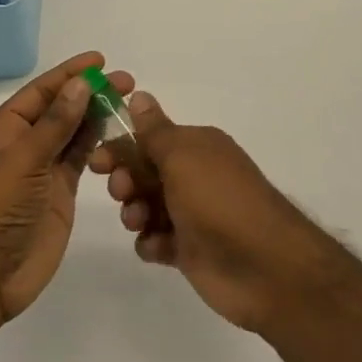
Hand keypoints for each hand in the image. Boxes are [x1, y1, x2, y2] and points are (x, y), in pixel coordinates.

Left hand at [0, 52, 130, 325]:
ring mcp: (43, 170)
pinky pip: (81, 160)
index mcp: (4, 128)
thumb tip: (81, 84)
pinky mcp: (60, 194)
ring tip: (128, 102)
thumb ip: (55, 123)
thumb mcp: (22, 159)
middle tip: (127, 82)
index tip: (100, 60)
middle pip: (61, 109)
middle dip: (90, 93)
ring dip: (98, 116)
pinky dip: (99, 146)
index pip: (41, 91)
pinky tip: (119, 135)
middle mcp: (24, 143)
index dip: (70, 74)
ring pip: (74, 133)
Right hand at [89, 93, 328, 334]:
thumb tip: (140, 94)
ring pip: (147, 206)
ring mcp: (193, 214)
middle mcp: (195, 175)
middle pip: (144, 171)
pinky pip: (158, 240)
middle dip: (125, 180)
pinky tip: (157, 247)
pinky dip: (151, 242)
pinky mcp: (192, 250)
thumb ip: (155, 130)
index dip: (121, 147)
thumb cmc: (219, 200)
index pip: (149, 138)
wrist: (264, 266)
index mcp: (196, 146)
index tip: (97, 162)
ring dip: (134, 211)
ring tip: (138, 222)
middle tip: (121, 192)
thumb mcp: (182, 156)